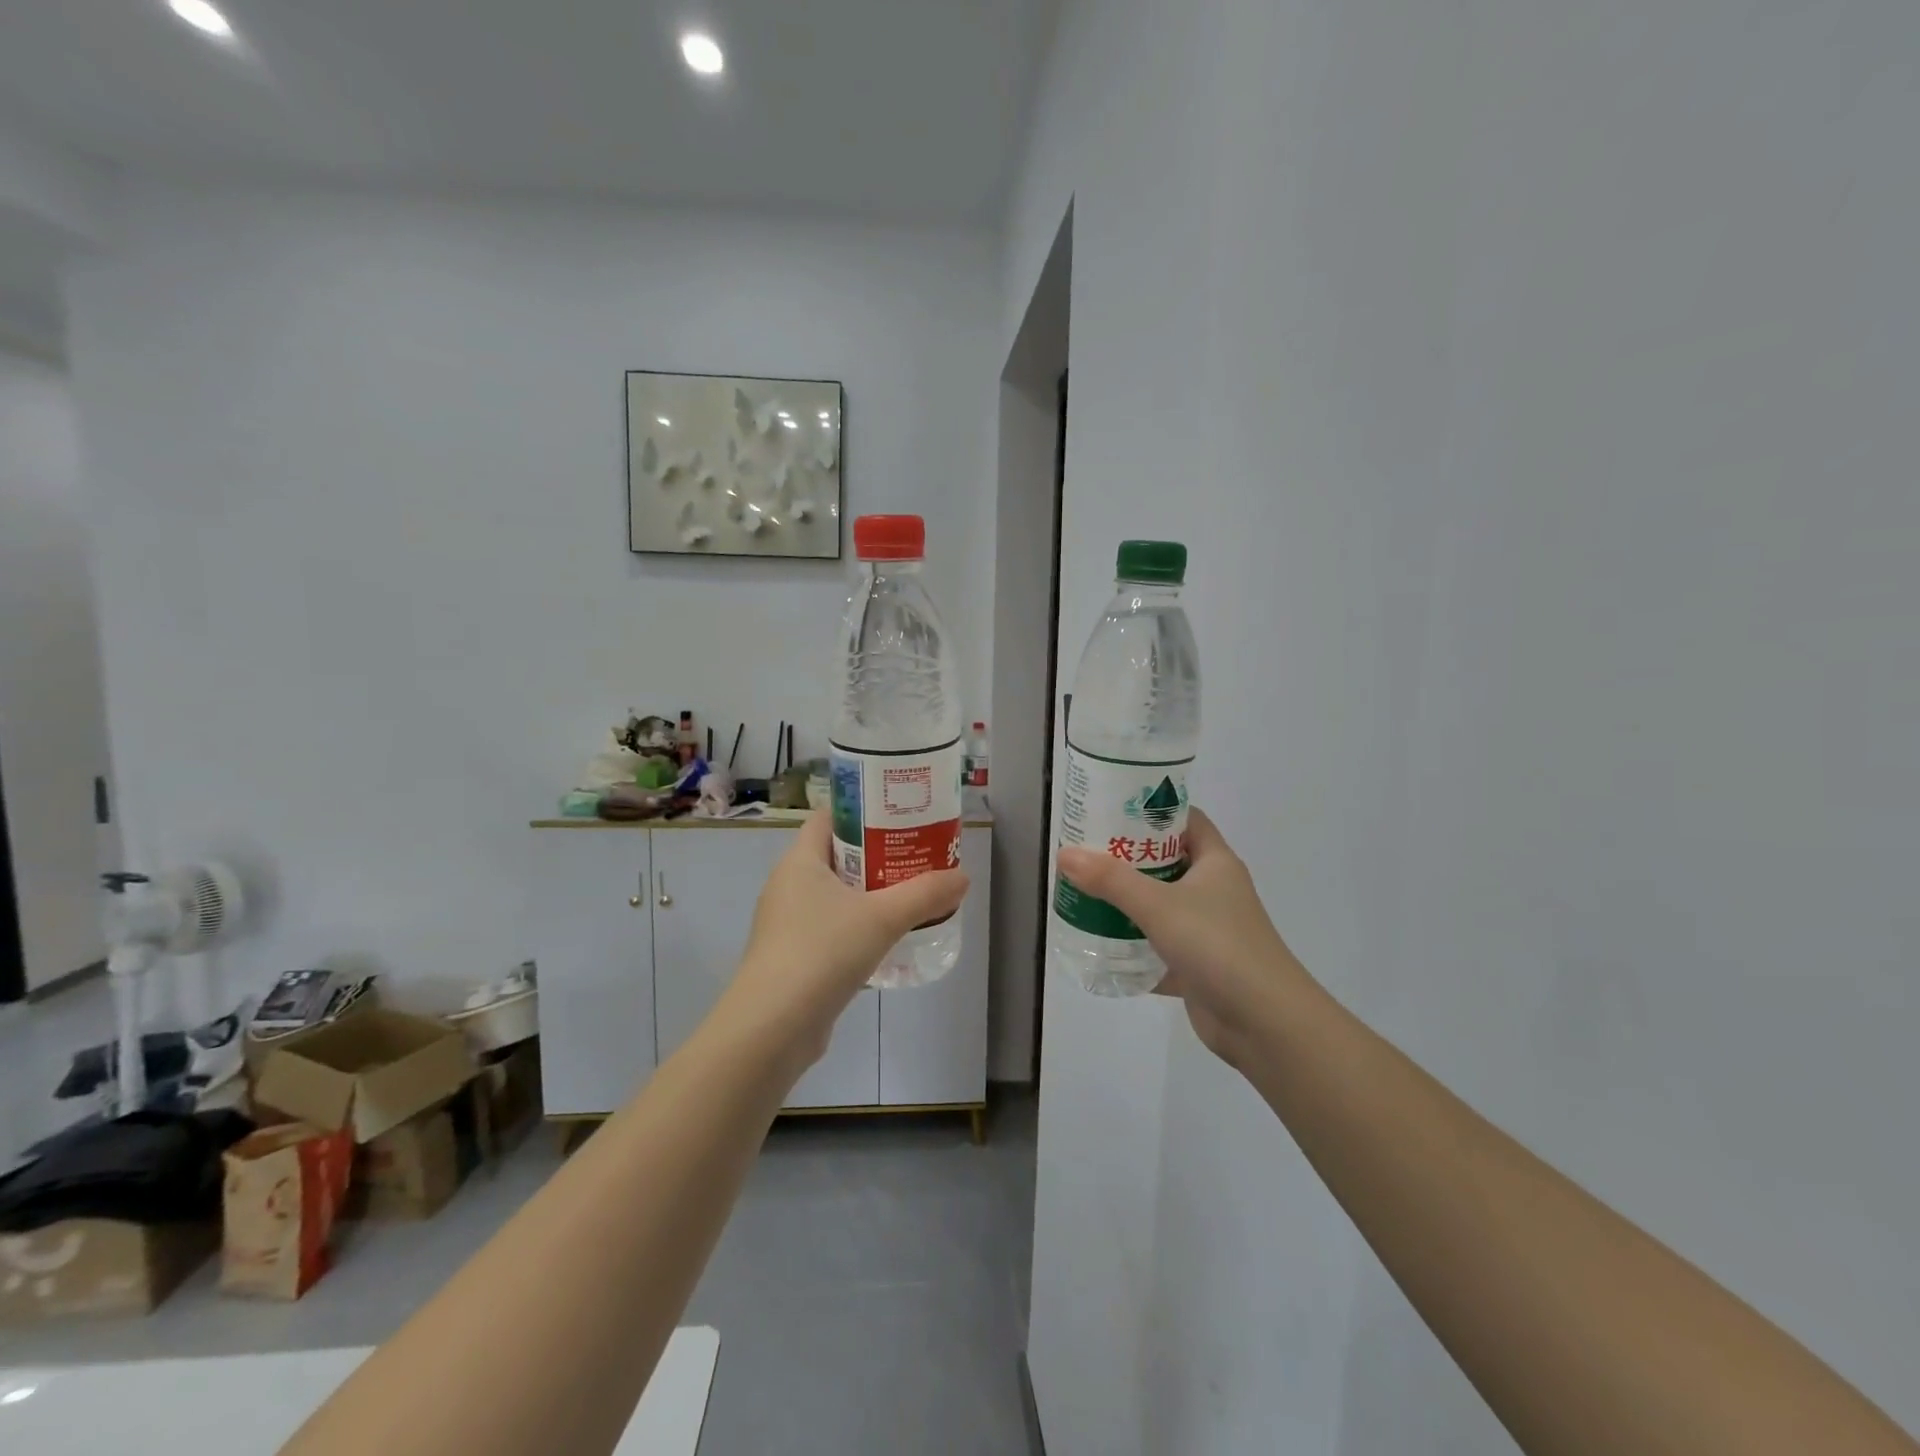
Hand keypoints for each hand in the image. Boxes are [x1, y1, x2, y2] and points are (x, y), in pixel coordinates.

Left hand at [722, 812, 967, 1070]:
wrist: (772, 1028)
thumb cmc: (822, 952)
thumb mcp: (882, 918)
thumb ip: (925, 894)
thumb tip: (962, 877)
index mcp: (800, 862)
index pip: (828, 818)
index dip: (862, 812)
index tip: (898, 816)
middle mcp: (788, 886)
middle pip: (836, 856)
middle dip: (876, 856)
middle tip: (917, 857)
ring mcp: (786, 924)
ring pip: (835, 896)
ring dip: (869, 895)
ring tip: (910, 897)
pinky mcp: (792, 958)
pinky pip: (830, 929)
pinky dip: (857, 929)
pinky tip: (887, 942)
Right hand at [1057, 807, 1307, 1065]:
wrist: (1265, 1023)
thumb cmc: (1217, 945)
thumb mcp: (1158, 905)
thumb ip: (1110, 880)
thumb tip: (1064, 854)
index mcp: (1215, 863)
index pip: (1184, 821)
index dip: (1151, 810)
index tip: (1111, 808)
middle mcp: (1214, 891)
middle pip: (1166, 862)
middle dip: (1127, 857)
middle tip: (1085, 851)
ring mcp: (1207, 930)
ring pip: (1160, 905)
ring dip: (1127, 902)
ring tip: (1084, 893)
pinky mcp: (1198, 966)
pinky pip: (1158, 946)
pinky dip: (1133, 946)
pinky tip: (1099, 944)